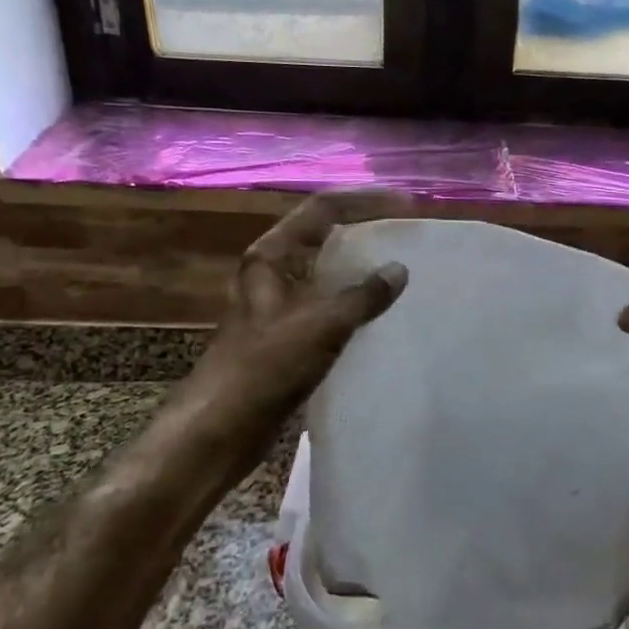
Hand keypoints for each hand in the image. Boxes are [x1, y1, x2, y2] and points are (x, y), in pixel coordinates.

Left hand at [172, 189, 410, 434]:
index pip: (323, 210)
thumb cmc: (265, 367)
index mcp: (272, 257)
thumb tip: (398, 270)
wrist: (221, 428)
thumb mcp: (321, 325)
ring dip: (361, 265)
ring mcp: (279, 303)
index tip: (407, 204)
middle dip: (366, 227)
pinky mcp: (287, 333)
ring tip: (403, 264)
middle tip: (407, 229)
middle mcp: (273, 272)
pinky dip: (355, 299)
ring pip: (326, 270)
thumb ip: (363, 295)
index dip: (365, 201)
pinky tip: (381, 310)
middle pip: (324, 234)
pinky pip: (328, 303)